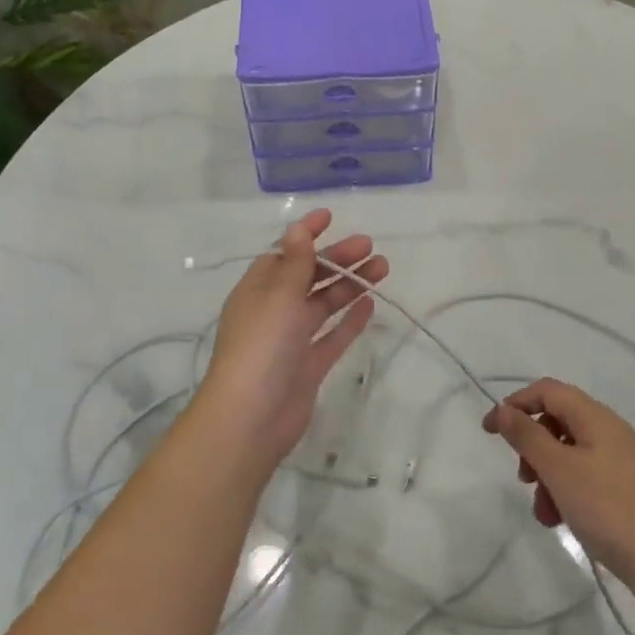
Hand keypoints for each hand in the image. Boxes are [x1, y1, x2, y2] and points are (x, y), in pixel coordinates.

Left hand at [192, 209, 387, 469]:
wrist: (251, 418)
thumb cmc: (261, 345)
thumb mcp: (278, 295)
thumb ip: (295, 263)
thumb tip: (298, 229)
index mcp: (258, 290)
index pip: (284, 253)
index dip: (306, 234)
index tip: (330, 216)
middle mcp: (274, 311)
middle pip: (309, 276)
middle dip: (337, 259)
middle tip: (370, 246)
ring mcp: (291, 340)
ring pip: (324, 304)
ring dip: (350, 284)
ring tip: (382, 268)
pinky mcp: (308, 366)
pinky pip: (332, 336)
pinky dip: (349, 320)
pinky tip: (370, 304)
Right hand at [483, 378, 634, 605]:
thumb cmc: (609, 509)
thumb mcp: (559, 470)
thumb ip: (527, 436)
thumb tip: (503, 409)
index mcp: (595, 417)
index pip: (547, 391)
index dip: (516, 404)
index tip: (491, 431)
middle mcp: (608, 430)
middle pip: (557, 421)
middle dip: (532, 447)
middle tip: (523, 477)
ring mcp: (619, 460)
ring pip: (568, 453)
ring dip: (547, 475)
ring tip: (543, 511)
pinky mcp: (624, 488)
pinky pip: (584, 476)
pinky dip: (566, 491)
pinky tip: (560, 520)